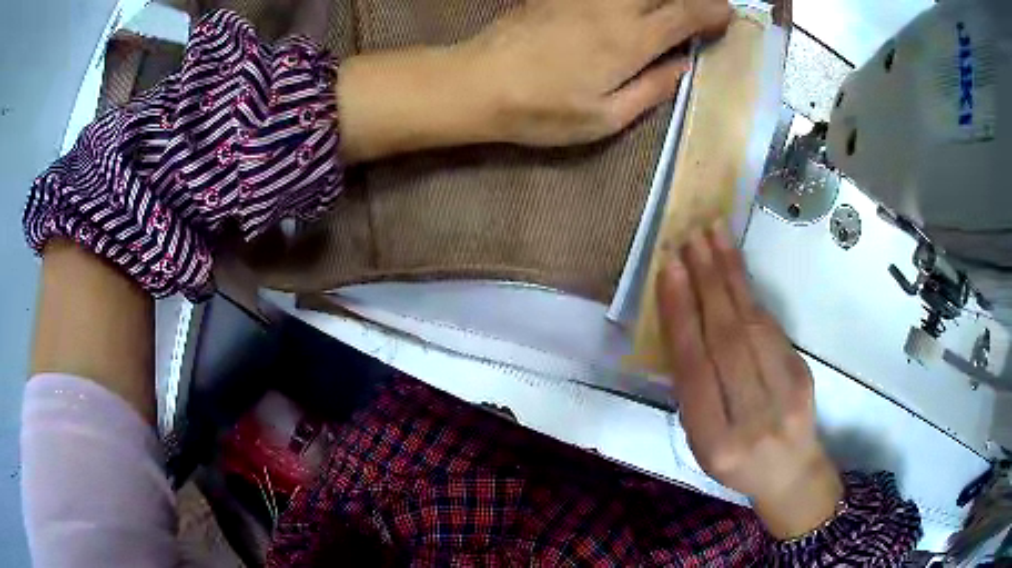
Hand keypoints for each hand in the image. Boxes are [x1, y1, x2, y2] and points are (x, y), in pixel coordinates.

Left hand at [337, 0, 730, 160]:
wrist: (478, 83)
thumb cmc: (542, 110)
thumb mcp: (605, 118)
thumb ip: (652, 90)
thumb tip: (684, 67)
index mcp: (631, 41)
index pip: (686, 13)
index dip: (712, 11)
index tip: (727, 16)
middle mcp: (613, 7)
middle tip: (702, 10)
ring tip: (670, 10)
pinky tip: (629, 8)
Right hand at [656, 224, 842, 538]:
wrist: (790, 472)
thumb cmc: (735, 460)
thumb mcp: (701, 442)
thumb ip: (693, 389)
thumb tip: (684, 320)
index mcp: (715, 442)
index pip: (695, 369)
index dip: (682, 315)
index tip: (670, 269)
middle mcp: (752, 419)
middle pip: (727, 340)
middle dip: (707, 281)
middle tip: (690, 237)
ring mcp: (785, 395)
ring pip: (753, 326)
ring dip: (731, 274)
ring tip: (713, 234)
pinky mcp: (804, 374)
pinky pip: (772, 328)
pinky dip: (750, 294)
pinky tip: (735, 267)